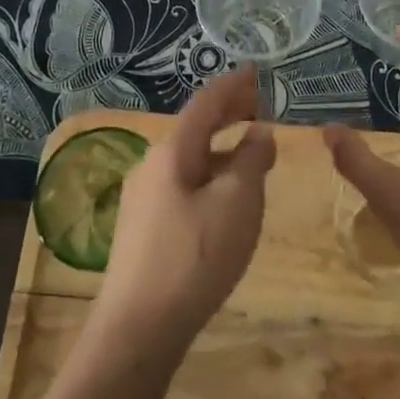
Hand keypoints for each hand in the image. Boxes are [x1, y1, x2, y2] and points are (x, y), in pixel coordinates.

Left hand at [95, 64, 273, 353]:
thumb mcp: (237, 203)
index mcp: (172, 152)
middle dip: (228, 112)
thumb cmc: (195, 257)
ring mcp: (144, 198)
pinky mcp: (145, 228)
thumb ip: (252, 160)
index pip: (206, 103)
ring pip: (190, 157)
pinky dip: (210, 172)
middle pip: (195, 127)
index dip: (234, 85)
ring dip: (221, 145)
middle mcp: (152, 165)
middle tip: (260, 102)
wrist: (138, 328)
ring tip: (251, 147)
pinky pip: (184, 182)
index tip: (258, 70)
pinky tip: (225, 193)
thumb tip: (258, 133)